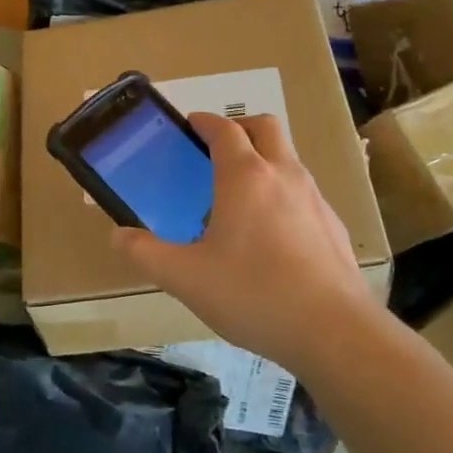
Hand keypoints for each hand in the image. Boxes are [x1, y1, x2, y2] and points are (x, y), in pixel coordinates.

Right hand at [111, 112, 385, 373]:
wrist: (334, 331)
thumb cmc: (253, 294)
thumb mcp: (186, 278)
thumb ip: (146, 254)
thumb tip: (119, 236)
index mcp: (245, 176)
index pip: (224, 128)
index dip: (204, 121)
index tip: (190, 125)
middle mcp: (283, 175)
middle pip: (265, 127)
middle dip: (240, 127)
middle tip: (217, 149)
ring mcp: (314, 198)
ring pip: (289, 158)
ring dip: (264, 159)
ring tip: (240, 196)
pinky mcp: (333, 225)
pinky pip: (304, 193)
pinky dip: (284, 194)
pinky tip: (272, 236)